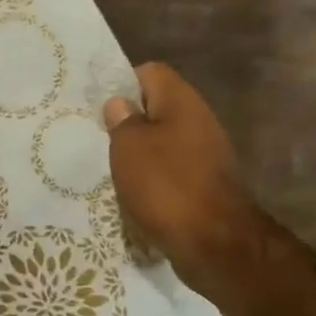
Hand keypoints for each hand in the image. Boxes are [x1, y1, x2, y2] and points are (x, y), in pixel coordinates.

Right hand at [104, 62, 266, 307]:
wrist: (214, 243)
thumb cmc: (166, 185)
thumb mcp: (129, 147)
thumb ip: (122, 121)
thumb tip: (120, 104)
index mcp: (182, 101)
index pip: (150, 72)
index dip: (123, 83)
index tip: (101, 108)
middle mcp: (199, 120)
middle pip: (158, 108)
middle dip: (130, 122)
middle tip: (101, 139)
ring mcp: (206, 153)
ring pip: (164, 141)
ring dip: (140, 153)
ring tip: (114, 168)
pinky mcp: (206, 183)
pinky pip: (173, 169)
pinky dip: (155, 178)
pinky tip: (136, 193)